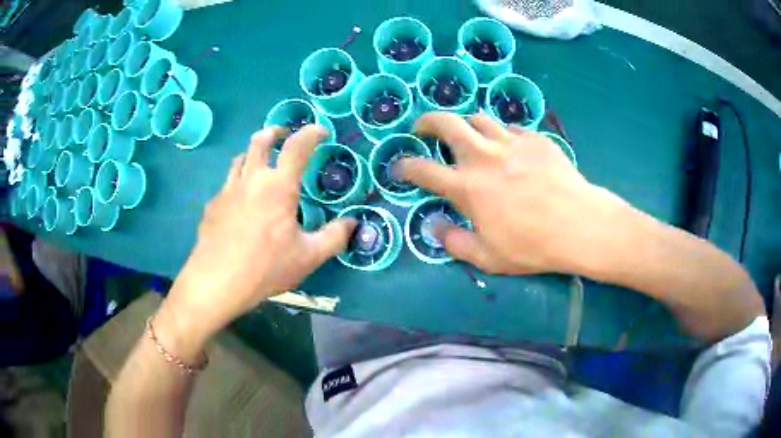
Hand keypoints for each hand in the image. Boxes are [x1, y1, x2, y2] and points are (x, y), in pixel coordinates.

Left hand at [159, 125, 355, 351]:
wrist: (217, 282)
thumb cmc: (266, 267)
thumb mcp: (308, 257)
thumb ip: (334, 237)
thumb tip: (352, 223)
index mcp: (278, 186)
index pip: (298, 146)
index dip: (312, 133)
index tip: (321, 131)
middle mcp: (251, 179)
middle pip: (261, 140)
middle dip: (275, 132)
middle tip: (283, 134)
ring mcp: (228, 190)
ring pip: (240, 158)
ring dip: (253, 154)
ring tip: (261, 163)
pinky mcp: (212, 205)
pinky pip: (227, 184)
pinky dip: (238, 182)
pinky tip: (240, 202)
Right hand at [398, 112, 631, 275]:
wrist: (578, 225)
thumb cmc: (532, 246)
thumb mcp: (488, 257)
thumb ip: (455, 243)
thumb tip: (435, 227)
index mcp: (467, 187)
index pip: (422, 169)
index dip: (404, 166)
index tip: (399, 167)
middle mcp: (483, 156)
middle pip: (446, 123)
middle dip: (427, 121)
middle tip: (423, 127)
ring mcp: (510, 142)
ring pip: (478, 118)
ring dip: (466, 124)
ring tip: (468, 135)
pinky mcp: (534, 139)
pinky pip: (510, 128)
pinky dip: (502, 135)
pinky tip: (509, 147)